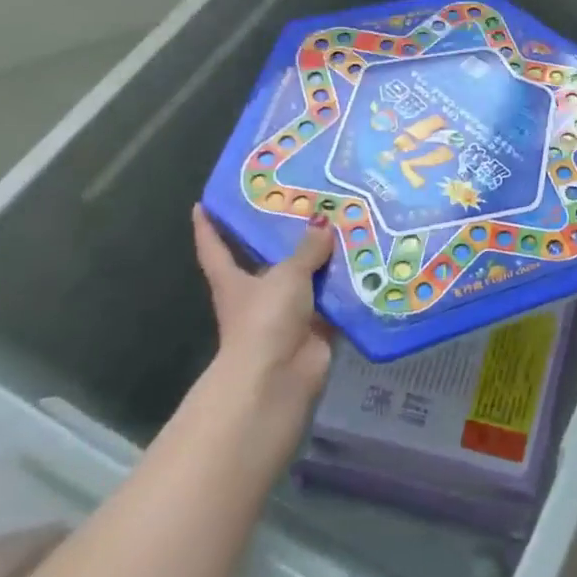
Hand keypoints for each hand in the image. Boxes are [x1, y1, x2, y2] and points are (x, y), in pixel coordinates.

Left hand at [191, 207, 335, 424]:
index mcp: (234, 280)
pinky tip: (371, 258)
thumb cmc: (266, 318)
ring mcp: (288, 311)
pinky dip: (349, 282)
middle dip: (287, 235)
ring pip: (308, 276)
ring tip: (352, 221)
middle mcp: (259, 293)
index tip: (205, 203)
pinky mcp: (316, 325)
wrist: (280, 377)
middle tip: (309, 199)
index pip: (215, 248)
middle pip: (269, 258)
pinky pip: (335, 297)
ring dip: (327, 257)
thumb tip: (323, 224)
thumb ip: (307, 249)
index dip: (208, 227)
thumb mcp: (286, 274)